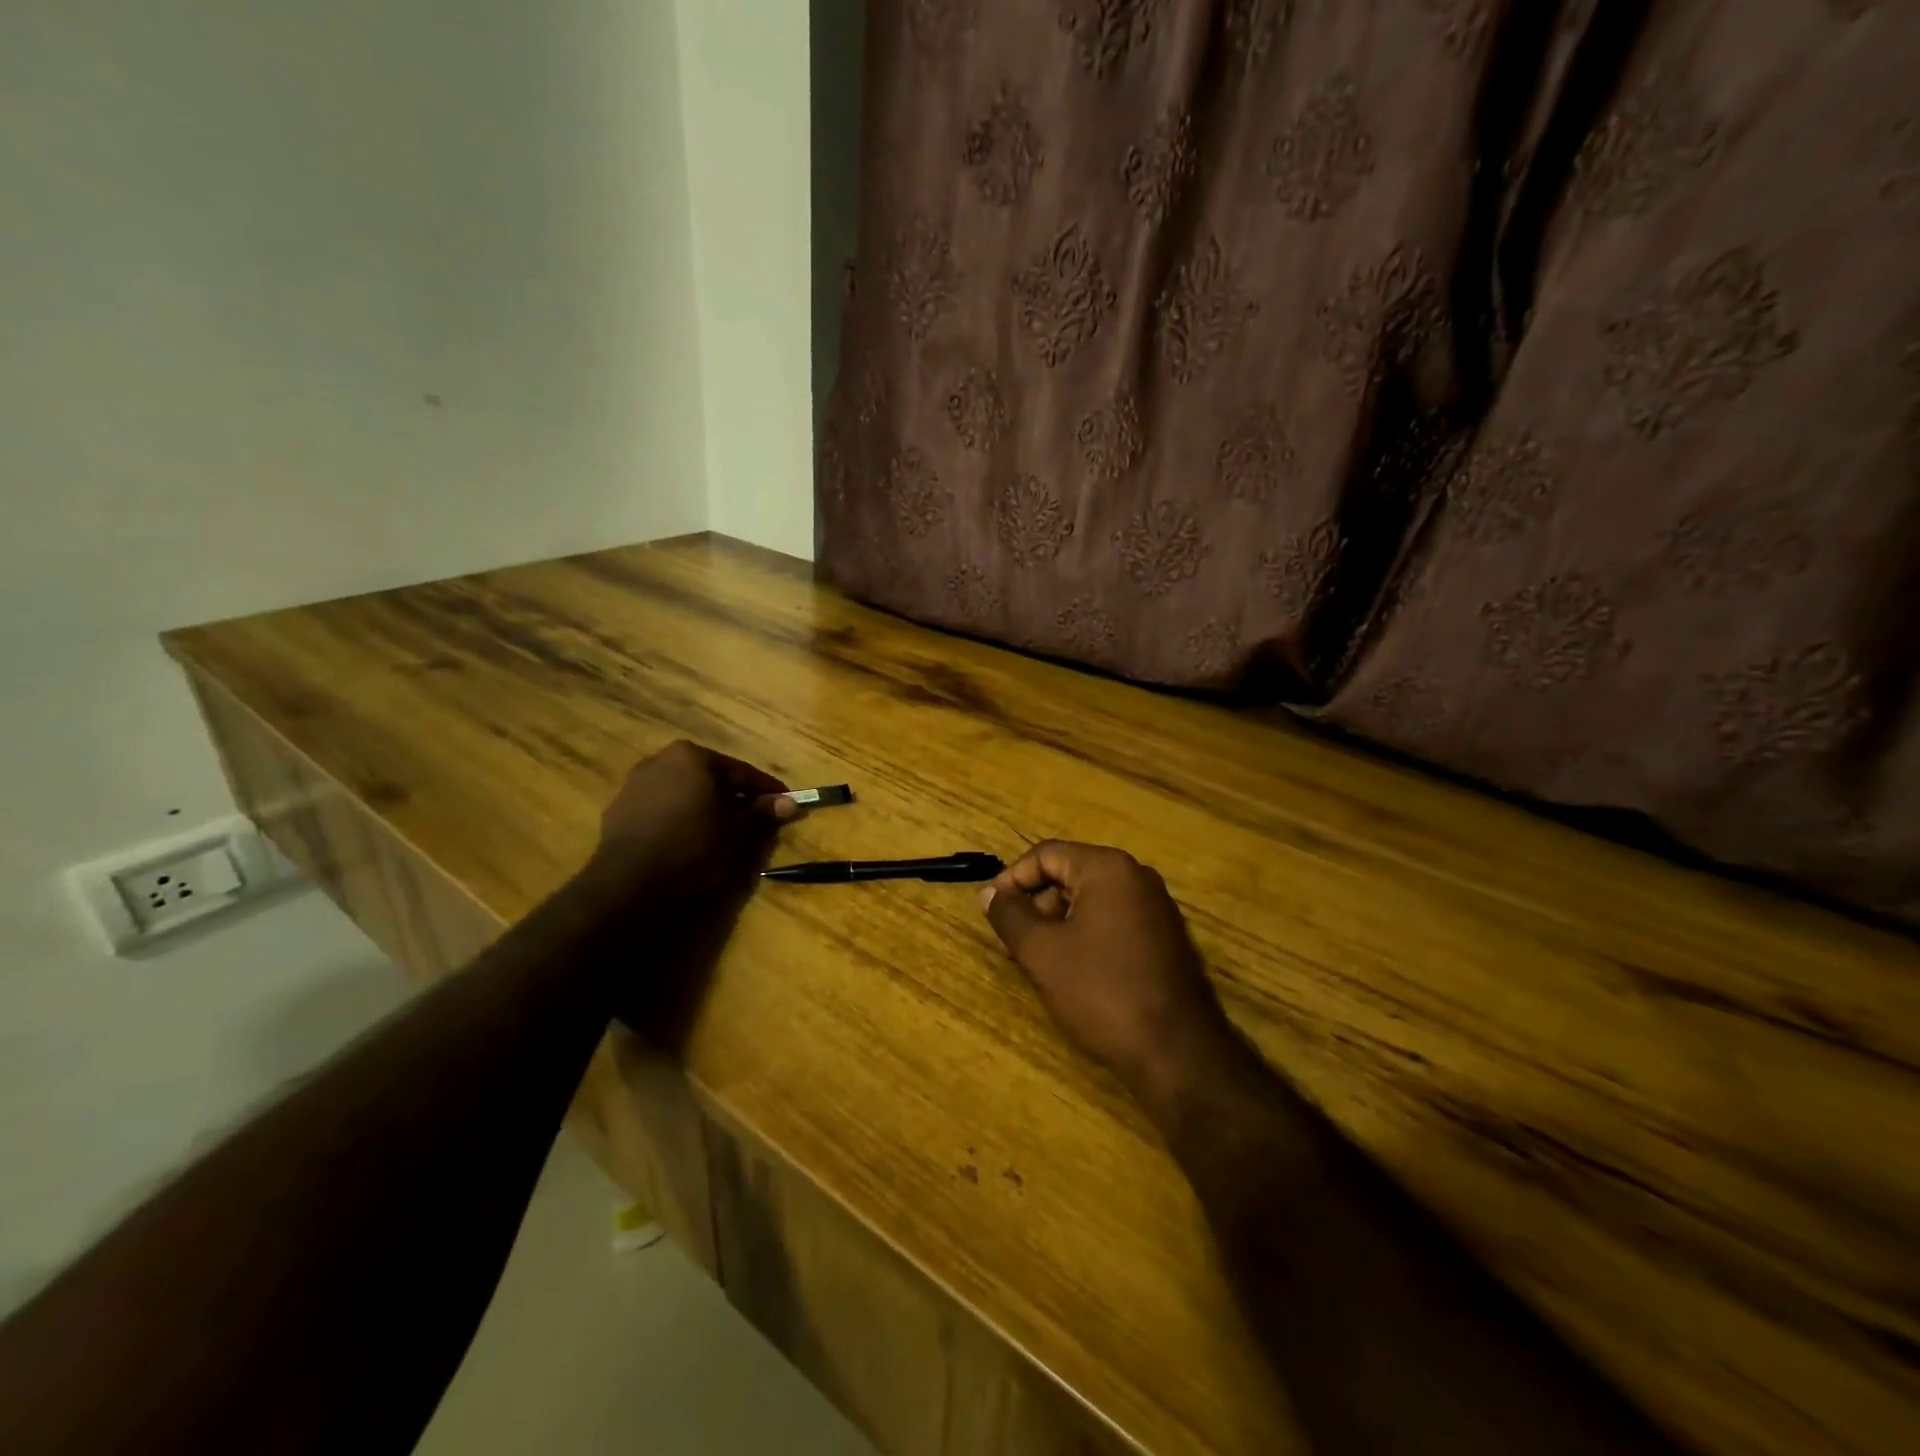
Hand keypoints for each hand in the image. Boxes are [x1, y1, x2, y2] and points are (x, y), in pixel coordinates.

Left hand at [589, 740, 795, 905]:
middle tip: (756, 820)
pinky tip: (690, 843)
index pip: (743, 772)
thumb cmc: (696, 850)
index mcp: (693, 757)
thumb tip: (790, 803)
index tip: (787, 804)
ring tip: (723, 835)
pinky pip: (661, 812)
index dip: (767, 791)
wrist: (631, 889)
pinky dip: (680, 821)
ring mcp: (634, 787)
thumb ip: (763, 813)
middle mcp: (660, 761)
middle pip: (710, 779)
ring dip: (704, 809)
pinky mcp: (617, 814)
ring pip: (683, 795)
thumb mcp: (740, 832)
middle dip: (733, 798)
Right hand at [980, 841, 1237, 1111]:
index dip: (1011, 880)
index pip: (1046, 854)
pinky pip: (1113, 921)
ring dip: (1057, 923)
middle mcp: (1136, 877)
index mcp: (1108, 869)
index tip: (991, 912)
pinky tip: (1072, 972)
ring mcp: (1156, 908)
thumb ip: (1010, 916)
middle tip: (1012, 944)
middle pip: (1069, 874)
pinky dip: (1085, 936)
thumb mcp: (1042, 952)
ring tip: (1038, 963)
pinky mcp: (1165, 938)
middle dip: (1035, 905)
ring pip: (1090, 901)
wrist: (1176, 1051)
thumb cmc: (1101, 991)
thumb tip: (989, 893)